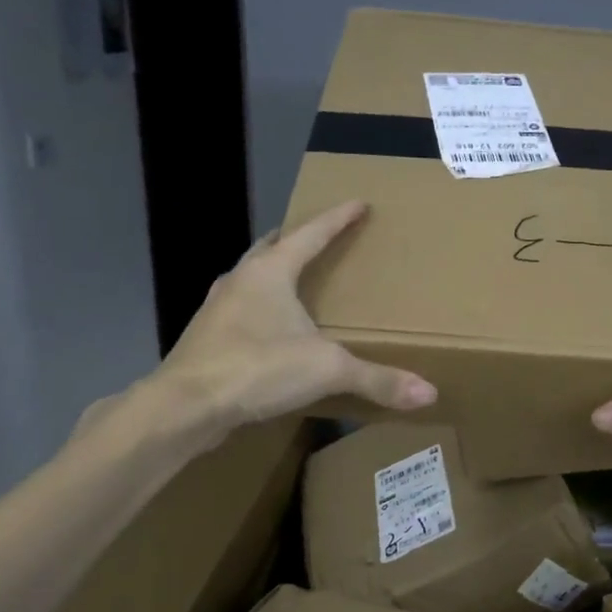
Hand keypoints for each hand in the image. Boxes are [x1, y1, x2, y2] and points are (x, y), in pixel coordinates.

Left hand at [91, 201, 435, 452]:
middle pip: (272, 247)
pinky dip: (261, 309)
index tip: (359, 203)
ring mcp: (218, 309)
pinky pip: (241, 310)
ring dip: (275, 274)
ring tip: (298, 283)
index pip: (312, 233)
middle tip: (321, 240)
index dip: (338, 218)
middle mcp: (241, 280)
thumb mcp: (326, 369)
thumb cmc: (256, 368)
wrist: (182, 408)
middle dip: (297, 240)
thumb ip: (377, 379)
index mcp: (270, 272)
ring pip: (252, 278)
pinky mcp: (207, 338)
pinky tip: (271, 330)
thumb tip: (429, 393)